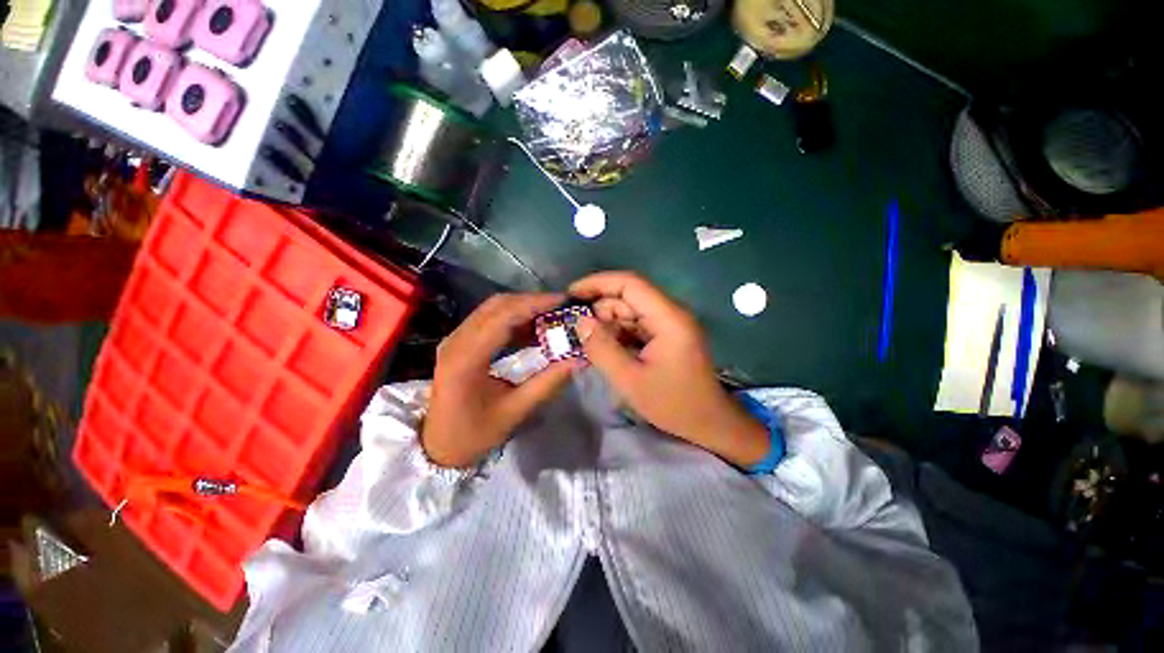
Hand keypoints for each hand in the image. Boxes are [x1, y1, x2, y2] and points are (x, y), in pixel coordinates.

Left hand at [422, 293, 579, 467]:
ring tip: (551, 315)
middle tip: (561, 307)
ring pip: (493, 309)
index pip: (503, 317)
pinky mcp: (459, 343)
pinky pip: (488, 320)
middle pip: (497, 306)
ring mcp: (455, 339)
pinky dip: (513, 319)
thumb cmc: (475, 434)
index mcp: (467, 358)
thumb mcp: (515, 411)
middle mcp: (457, 340)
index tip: (563, 301)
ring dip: (523, 308)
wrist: (438, 447)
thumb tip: (578, 360)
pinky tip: (532, 329)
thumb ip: (548, 383)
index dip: (535, 305)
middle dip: (532, 302)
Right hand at [570, 272, 770, 467]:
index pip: (630, 283)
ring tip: (586, 342)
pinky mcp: (666, 335)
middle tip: (573, 328)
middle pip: (628, 297)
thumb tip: (581, 322)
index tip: (571, 293)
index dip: (598, 283)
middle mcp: (670, 313)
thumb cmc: (673, 404)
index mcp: (668, 318)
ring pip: (629, 312)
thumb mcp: (630, 380)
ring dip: (607, 324)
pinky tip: (604, 348)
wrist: (710, 423)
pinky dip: (617, 334)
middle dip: (599, 308)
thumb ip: (602, 349)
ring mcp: (669, 324)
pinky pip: (636, 326)